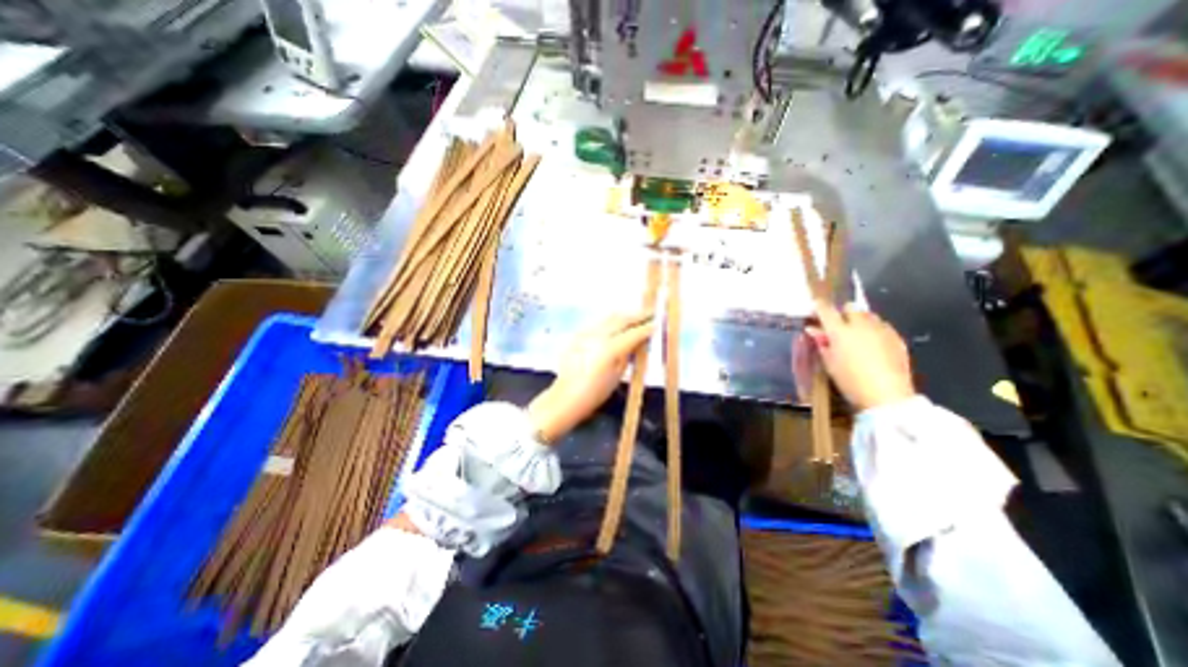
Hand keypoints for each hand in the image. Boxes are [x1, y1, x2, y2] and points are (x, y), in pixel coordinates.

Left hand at [529, 311, 654, 443]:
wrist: (567, 396)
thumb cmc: (596, 392)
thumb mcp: (619, 374)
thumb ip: (630, 353)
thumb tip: (641, 340)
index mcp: (609, 349)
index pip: (633, 333)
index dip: (647, 328)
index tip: (657, 323)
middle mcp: (597, 336)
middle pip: (621, 319)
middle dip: (637, 315)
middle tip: (650, 313)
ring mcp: (585, 333)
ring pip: (609, 317)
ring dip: (624, 316)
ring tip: (636, 317)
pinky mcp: (578, 334)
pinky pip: (598, 322)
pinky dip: (611, 322)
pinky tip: (617, 326)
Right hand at [808, 300, 915, 412]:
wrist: (886, 396)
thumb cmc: (850, 381)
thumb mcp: (829, 363)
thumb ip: (821, 343)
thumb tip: (813, 330)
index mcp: (839, 331)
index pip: (826, 310)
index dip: (819, 306)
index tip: (815, 306)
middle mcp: (861, 325)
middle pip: (850, 307)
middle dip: (843, 312)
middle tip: (838, 325)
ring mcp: (881, 330)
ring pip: (868, 315)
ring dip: (860, 320)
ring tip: (856, 334)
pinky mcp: (897, 338)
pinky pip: (883, 326)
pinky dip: (874, 330)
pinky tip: (873, 344)